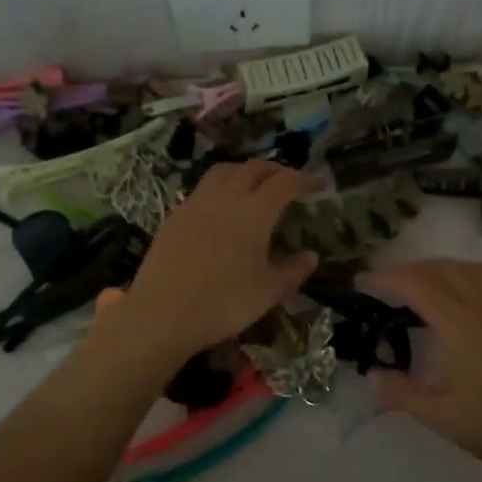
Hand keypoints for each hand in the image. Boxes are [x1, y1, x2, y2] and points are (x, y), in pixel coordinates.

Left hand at [116, 160, 319, 357]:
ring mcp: (196, 203)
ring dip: (245, 172)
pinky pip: (203, 189)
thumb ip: (293, 270)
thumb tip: (311, 256)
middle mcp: (226, 197)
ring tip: (255, 188)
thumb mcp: (268, 292)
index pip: (285, 182)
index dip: (305, 180)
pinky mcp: (175, 216)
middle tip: (289, 183)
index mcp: (254, 211)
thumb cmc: (224, 303)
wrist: (162, 314)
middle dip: (276, 170)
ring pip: (224, 171)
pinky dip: (221, 188)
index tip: (320, 185)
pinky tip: (222, 210)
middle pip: (253, 168)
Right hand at [364, 259, 481, 481]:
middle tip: (381, 284)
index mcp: (461, 324)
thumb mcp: (443, 418)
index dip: (385, 279)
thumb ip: (402, 394)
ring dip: (436, 268)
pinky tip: (457, 299)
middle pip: (441, 268)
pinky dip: (462, 275)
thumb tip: (371, 377)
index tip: (360, 283)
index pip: (416, 285)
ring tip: (415, 286)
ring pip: (468, 269)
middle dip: (407, 269)